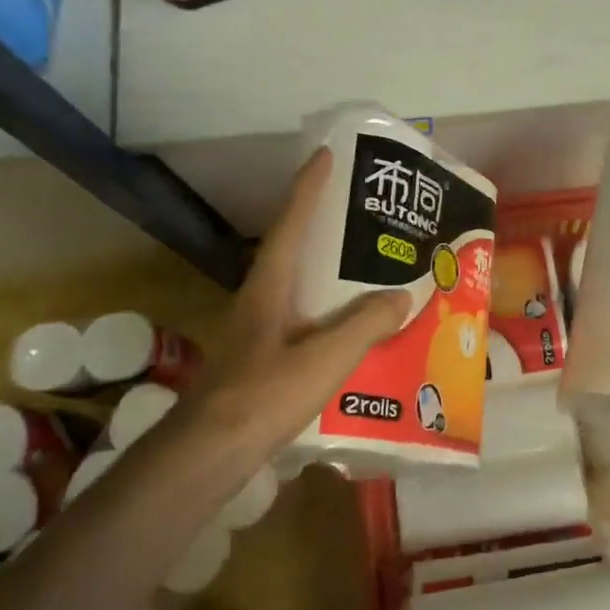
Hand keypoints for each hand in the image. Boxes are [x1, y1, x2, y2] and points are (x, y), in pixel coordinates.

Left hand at [184, 149, 410, 455]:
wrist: (208, 454)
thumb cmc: (263, 397)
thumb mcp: (323, 359)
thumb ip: (365, 325)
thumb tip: (402, 295)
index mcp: (270, 286)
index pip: (291, 223)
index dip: (308, 187)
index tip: (325, 155)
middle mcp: (262, 299)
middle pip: (296, 249)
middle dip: (327, 226)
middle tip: (367, 214)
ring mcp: (260, 330)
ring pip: (302, 287)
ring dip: (332, 273)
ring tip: (374, 267)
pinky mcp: (264, 358)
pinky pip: (306, 320)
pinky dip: (332, 313)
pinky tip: (357, 330)